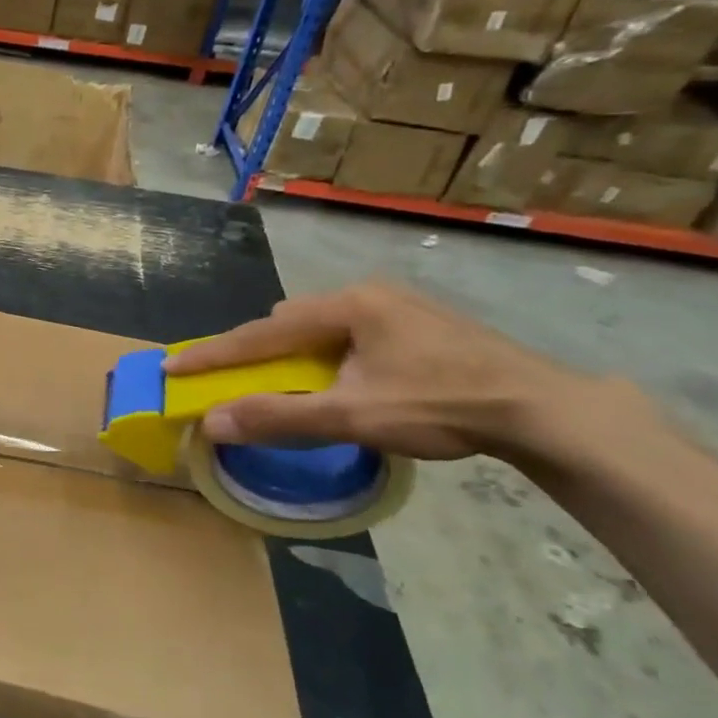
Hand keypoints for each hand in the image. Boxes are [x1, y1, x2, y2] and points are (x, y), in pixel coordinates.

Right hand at [164, 283, 589, 460]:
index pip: (261, 333)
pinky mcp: (417, 324)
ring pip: (319, 326)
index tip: (171, 366)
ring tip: (281, 379)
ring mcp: (396, 306)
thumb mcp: (353, 415)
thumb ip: (278, 417)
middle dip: (253, 350)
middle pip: (287, 322)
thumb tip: (212, 423)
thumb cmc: (443, 405)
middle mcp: (366, 295)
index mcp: (346, 307)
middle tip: (227, 376)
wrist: (545, 409)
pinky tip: (335, 376)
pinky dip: (323, 355)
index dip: (213, 354)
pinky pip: (346, 333)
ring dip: (291, 353)